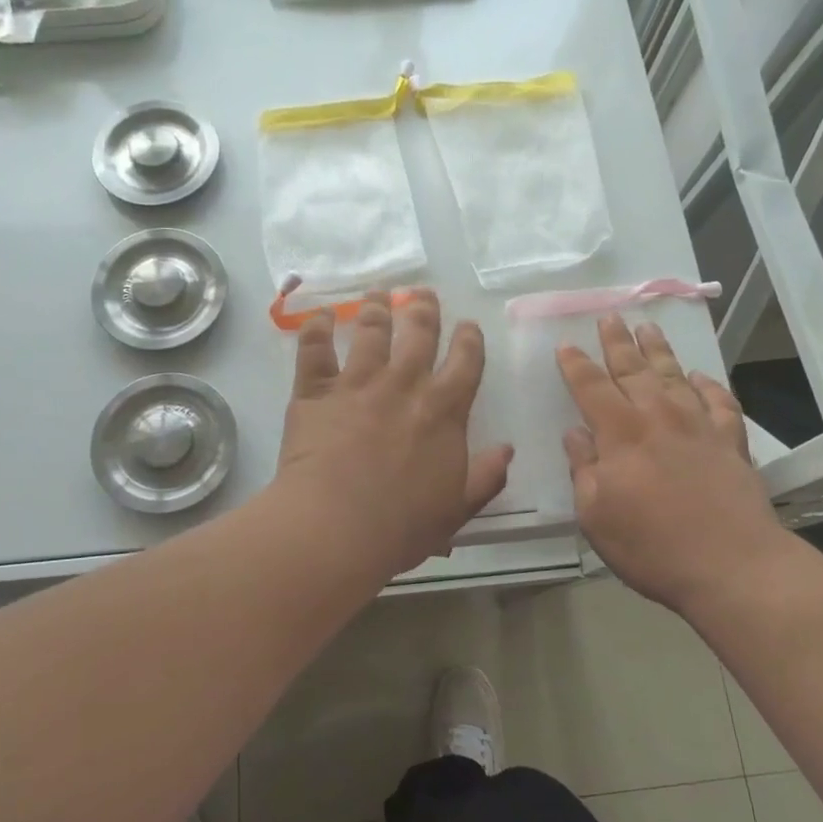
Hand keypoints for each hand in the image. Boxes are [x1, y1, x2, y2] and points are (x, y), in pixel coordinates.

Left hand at [276, 291, 512, 579]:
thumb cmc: (402, 526)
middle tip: (422, 294)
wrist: (337, 527)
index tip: (468, 325)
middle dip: (424, 308)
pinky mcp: (316, 391)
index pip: (465, 361)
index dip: (469, 338)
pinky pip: (315, 349)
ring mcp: (358, 383)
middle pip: (419, 332)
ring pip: (371, 331)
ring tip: (379, 294)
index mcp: (443, 410)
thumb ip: (485, 477)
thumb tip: (507, 449)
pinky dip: (318, 327)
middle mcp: (404, 385)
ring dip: (378, 308)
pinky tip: (322, 315)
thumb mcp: (457, 508)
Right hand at [558, 316, 784, 611]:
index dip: (575, 365)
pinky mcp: (731, 441)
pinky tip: (700, 379)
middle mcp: (659, 417)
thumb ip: (583, 468)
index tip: (566, 346)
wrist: (733, 565)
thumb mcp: (595, 514)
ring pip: (675, 376)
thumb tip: (575, 434)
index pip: (591, 387)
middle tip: (610, 318)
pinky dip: (708, 386)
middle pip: (633, 369)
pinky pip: (719, 401)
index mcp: (621, 433)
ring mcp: (699, 426)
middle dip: (617, 342)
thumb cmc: (651, 545)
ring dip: (659, 351)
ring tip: (649, 329)